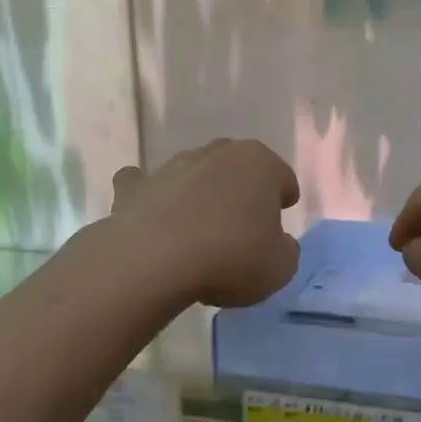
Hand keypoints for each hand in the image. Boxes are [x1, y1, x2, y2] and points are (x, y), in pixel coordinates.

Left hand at [110, 140, 300, 307]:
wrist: (154, 261)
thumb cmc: (231, 258)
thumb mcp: (280, 267)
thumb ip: (286, 250)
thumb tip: (278, 243)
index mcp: (260, 164)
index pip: (282, 178)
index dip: (284, 200)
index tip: (279, 220)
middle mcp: (217, 154)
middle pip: (238, 169)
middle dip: (241, 191)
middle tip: (242, 226)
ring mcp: (172, 166)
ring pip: (194, 173)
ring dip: (199, 193)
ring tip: (199, 230)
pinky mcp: (135, 187)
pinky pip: (145, 184)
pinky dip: (150, 195)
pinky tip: (152, 215)